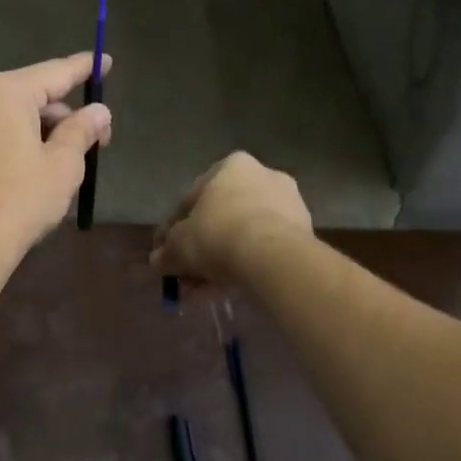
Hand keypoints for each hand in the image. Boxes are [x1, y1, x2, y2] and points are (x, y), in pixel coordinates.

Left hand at [0, 53, 112, 265]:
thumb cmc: (21, 200)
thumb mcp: (63, 165)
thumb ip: (82, 130)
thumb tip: (98, 112)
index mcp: (4, 93)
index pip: (54, 73)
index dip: (84, 68)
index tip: (104, 61)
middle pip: (30, 97)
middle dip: (64, 115)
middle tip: (96, 139)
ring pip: (8, 119)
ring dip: (39, 132)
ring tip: (63, 162)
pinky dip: (13, 145)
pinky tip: (28, 172)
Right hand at [150, 152, 311, 287]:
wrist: (272, 257)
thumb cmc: (217, 236)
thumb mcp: (178, 246)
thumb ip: (165, 252)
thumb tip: (157, 260)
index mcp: (231, 167)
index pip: (191, 200)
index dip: (172, 230)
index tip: (164, 253)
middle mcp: (262, 176)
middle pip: (219, 219)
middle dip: (199, 251)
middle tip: (184, 277)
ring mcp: (287, 204)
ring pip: (240, 237)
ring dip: (218, 264)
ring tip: (201, 293)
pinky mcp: (303, 233)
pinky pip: (261, 250)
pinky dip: (242, 267)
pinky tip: (224, 291)